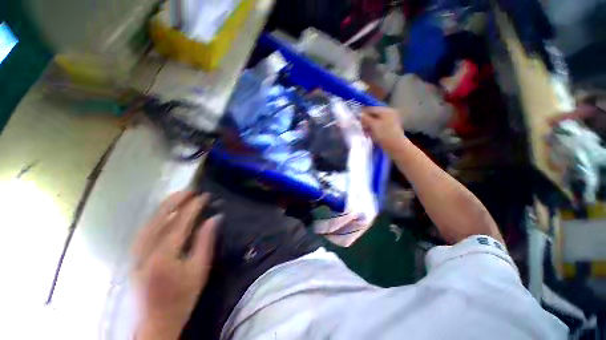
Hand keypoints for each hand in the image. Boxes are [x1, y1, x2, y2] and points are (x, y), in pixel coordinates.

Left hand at [132, 191, 221, 339]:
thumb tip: (215, 218)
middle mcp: (146, 250)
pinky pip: (145, 229)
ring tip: (178, 195)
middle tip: (191, 190)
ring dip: (165, 206)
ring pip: (150, 221)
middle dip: (176, 201)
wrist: (157, 320)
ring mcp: (137, 252)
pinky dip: (156, 216)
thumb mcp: (200, 269)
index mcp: (165, 254)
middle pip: (160, 218)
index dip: (193, 206)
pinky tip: (164, 212)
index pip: (180, 222)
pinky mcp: (134, 255)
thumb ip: (206, 241)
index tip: (205, 196)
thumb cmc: (182, 296)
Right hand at [361, 107, 406, 152]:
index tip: (355, 119)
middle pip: (372, 116)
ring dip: (367, 127)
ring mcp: (388, 123)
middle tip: (359, 127)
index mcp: (386, 111)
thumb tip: (359, 114)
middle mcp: (388, 115)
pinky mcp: (387, 131)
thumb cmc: (385, 134)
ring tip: (363, 133)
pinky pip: (376, 128)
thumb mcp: (373, 125)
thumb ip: (365, 119)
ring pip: (374, 123)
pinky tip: (368, 136)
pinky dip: (371, 131)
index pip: (371, 109)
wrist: (396, 147)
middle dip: (365, 122)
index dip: (362, 114)